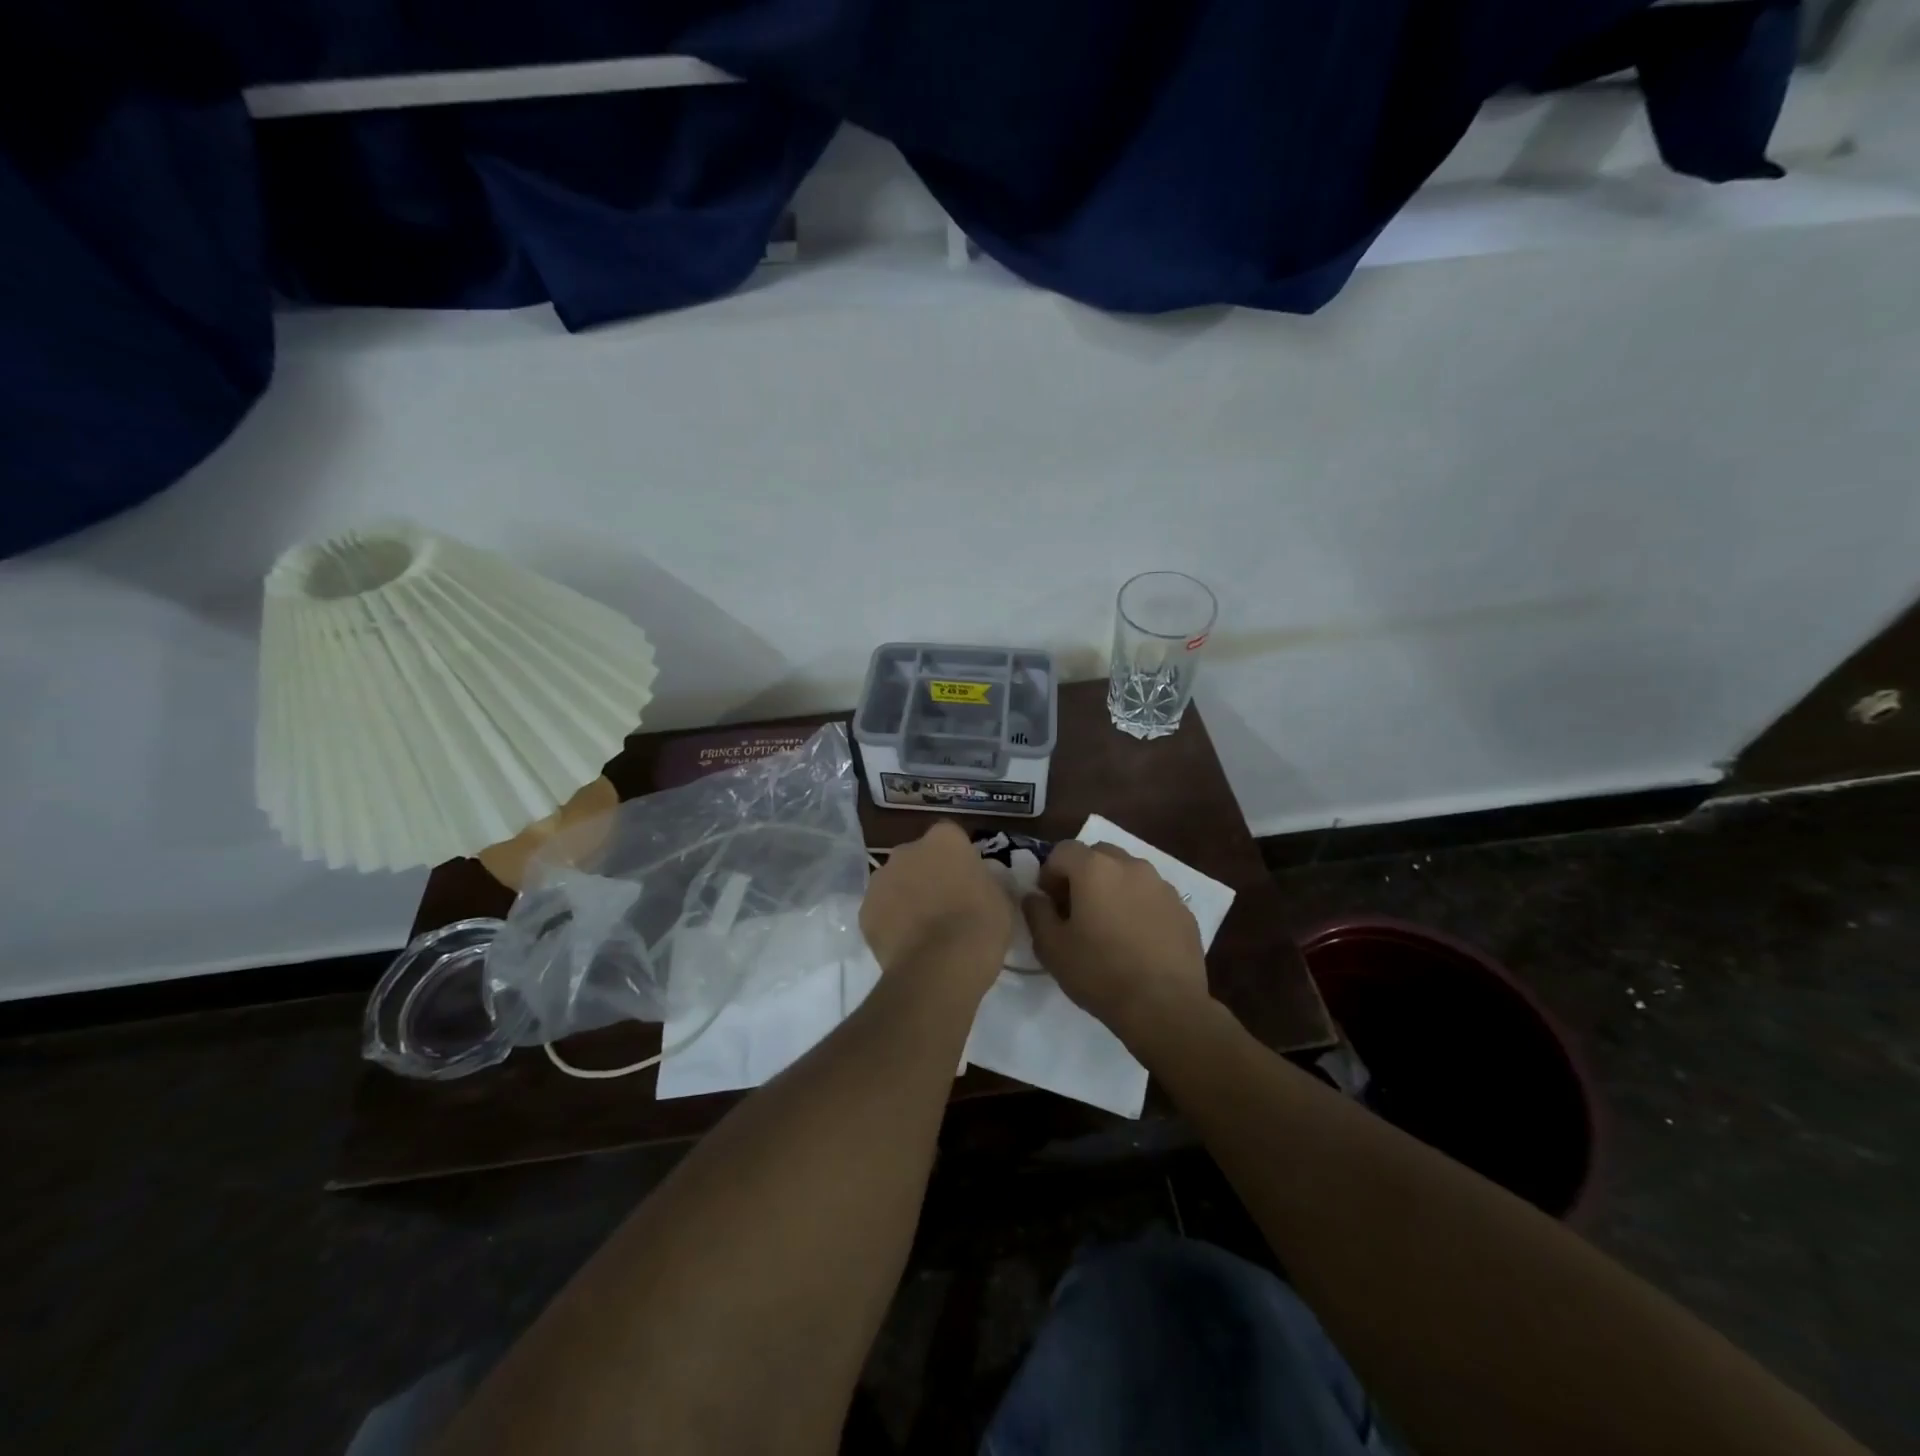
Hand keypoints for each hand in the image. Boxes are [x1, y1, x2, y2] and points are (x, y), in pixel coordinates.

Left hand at [860, 822, 1012, 991]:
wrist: (939, 966)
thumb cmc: (980, 925)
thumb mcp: (1000, 897)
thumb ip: (985, 881)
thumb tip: (979, 883)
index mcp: (944, 839)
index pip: (950, 837)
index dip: (958, 858)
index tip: (966, 879)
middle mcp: (907, 850)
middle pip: (917, 857)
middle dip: (927, 874)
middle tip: (944, 903)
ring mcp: (881, 879)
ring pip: (895, 882)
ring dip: (905, 896)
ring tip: (923, 928)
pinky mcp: (864, 911)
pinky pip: (880, 911)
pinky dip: (890, 922)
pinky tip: (906, 944)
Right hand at [1022, 841, 1211, 1041]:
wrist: (1165, 1007)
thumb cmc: (1100, 973)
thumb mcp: (1051, 947)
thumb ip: (1037, 912)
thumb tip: (1035, 896)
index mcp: (1095, 869)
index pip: (1063, 850)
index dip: (1049, 873)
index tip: (1049, 903)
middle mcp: (1131, 866)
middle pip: (1098, 855)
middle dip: (1082, 874)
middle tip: (1076, 910)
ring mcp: (1162, 886)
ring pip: (1128, 873)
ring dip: (1113, 888)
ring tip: (1109, 926)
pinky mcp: (1183, 909)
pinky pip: (1152, 896)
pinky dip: (1139, 906)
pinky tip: (1137, 941)